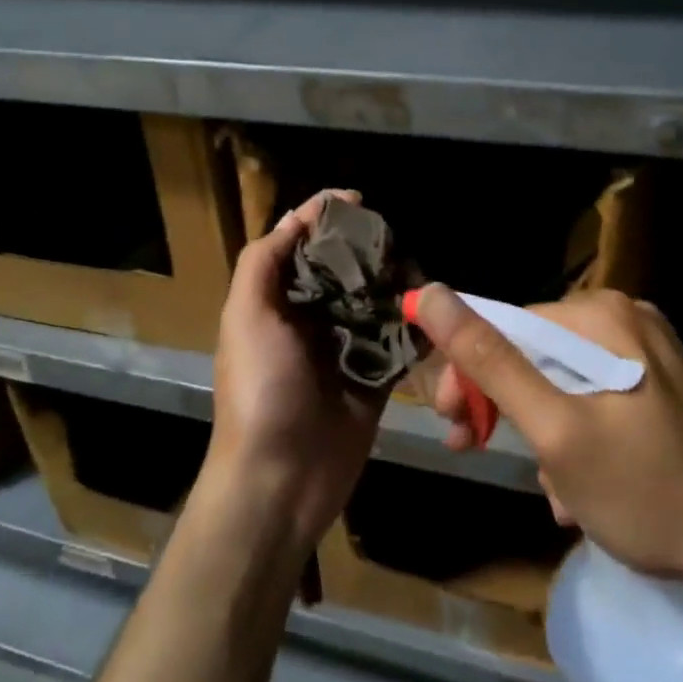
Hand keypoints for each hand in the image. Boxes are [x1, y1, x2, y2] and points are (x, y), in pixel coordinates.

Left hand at [204, 189, 384, 560]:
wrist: (280, 481)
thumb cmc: (259, 390)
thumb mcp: (246, 316)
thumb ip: (264, 261)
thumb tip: (300, 215)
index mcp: (277, 301)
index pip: (303, 246)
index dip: (326, 220)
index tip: (359, 201)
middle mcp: (311, 319)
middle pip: (345, 271)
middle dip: (370, 252)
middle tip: (398, 244)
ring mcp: (345, 349)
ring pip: (376, 303)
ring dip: (397, 287)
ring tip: (421, 276)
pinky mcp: (375, 380)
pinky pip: (399, 345)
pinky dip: (416, 329)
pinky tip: (436, 315)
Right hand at [410, 285, 682, 681]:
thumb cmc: (649, 490)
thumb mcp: (555, 429)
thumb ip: (489, 360)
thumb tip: (430, 293)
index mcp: (598, 315)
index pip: (504, 326)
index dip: (468, 374)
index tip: (453, 427)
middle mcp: (624, 319)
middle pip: (534, 353)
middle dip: (505, 408)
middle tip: (478, 451)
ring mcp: (649, 352)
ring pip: (562, 382)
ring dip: (542, 434)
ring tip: (553, 492)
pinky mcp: (664, 386)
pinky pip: (597, 399)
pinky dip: (578, 438)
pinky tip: (583, 490)